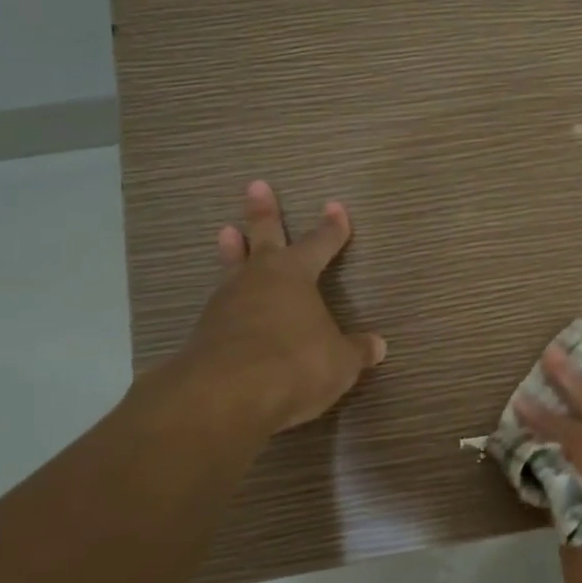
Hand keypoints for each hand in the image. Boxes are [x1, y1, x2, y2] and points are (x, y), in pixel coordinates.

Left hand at [132, 180, 386, 435]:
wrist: (226, 396)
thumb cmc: (296, 364)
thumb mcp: (340, 362)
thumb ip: (356, 351)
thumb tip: (377, 346)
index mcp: (295, 276)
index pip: (319, 244)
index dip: (331, 228)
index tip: (336, 207)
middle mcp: (258, 280)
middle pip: (263, 238)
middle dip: (263, 213)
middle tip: (256, 186)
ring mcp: (226, 304)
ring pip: (233, 267)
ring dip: (233, 251)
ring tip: (227, 232)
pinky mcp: (204, 333)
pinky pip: (221, 307)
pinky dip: (227, 301)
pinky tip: (227, 308)